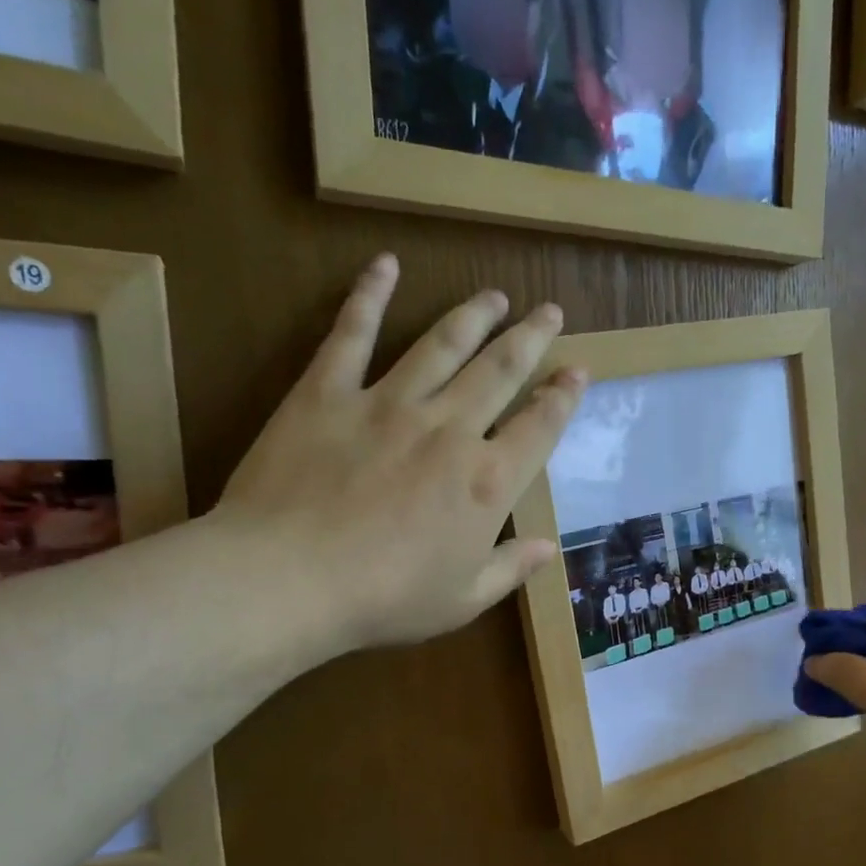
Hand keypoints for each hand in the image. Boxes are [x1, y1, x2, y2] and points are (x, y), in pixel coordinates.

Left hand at [211, 254, 584, 660]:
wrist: (287, 580)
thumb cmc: (385, 599)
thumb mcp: (463, 599)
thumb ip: (511, 568)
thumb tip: (549, 548)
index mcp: (487, 482)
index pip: (539, 427)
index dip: (564, 396)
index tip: (578, 369)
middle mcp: (449, 430)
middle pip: (500, 371)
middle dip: (531, 338)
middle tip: (550, 311)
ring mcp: (388, 404)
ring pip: (442, 345)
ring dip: (474, 316)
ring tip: (495, 296)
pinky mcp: (327, 393)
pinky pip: (352, 334)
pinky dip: (370, 296)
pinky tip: (386, 266)